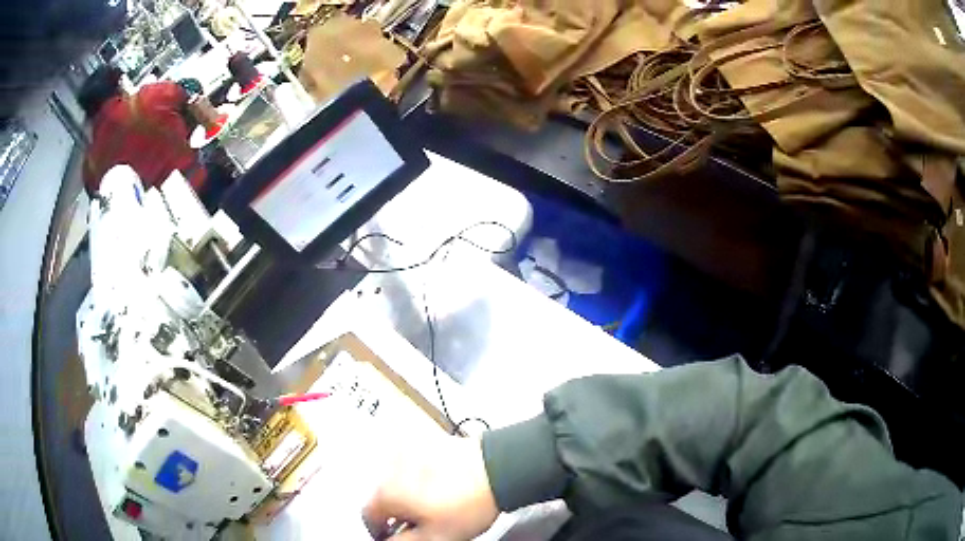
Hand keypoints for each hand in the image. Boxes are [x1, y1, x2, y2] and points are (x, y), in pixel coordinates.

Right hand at [363, 436, 499, 540]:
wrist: (496, 471)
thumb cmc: (465, 504)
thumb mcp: (433, 537)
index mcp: (386, 492)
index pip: (368, 516)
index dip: (380, 531)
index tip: (393, 537)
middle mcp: (391, 468)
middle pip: (384, 496)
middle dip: (397, 513)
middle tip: (418, 524)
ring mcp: (410, 453)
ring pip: (399, 481)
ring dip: (409, 496)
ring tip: (434, 507)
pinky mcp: (428, 444)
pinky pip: (416, 467)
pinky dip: (421, 480)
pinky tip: (442, 489)